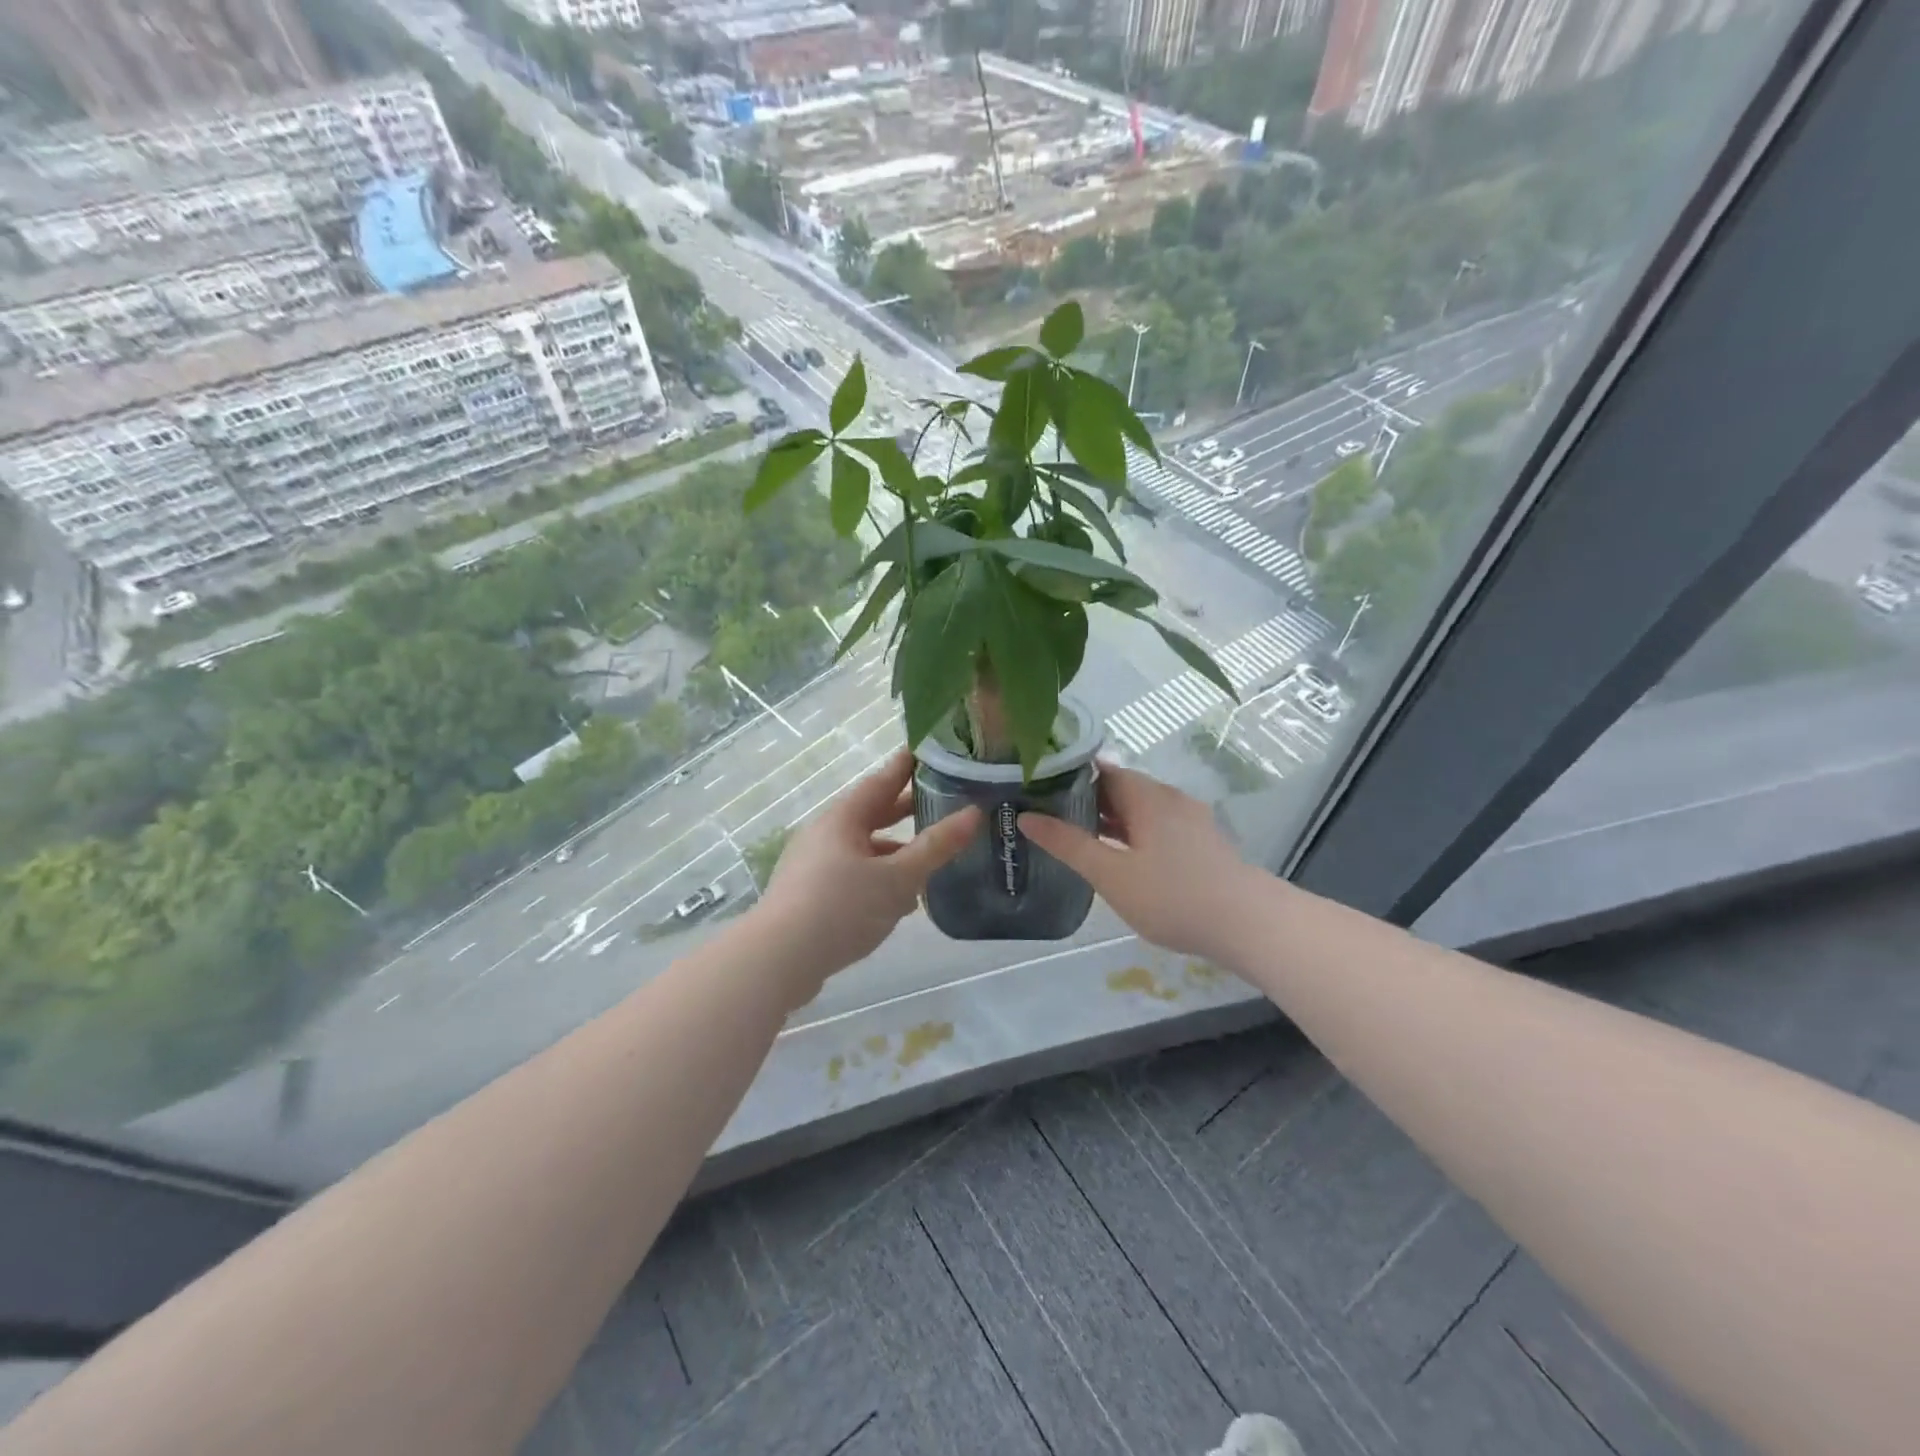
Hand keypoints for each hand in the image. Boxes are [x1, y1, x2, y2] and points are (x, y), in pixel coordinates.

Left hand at [754, 750, 980, 1001]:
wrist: (778, 960)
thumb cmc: (841, 907)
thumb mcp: (897, 878)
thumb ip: (936, 847)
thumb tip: (973, 813)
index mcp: (843, 818)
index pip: (881, 781)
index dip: (906, 767)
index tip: (929, 752)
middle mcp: (825, 834)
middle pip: (871, 814)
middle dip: (905, 810)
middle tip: (941, 801)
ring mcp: (813, 865)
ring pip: (863, 849)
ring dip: (894, 852)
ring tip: (928, 861)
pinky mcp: (809, 895)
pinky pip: (852, 875)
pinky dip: (878, 879)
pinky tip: (898, 903)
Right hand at [1019, 763, 1256, 959]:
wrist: (1248, 924)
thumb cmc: (1173, 896)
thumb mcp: (1111, 874)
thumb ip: (1068, 844)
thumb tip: (1026, 816)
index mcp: (1146, 795)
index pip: (1099, 770)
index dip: (1067, 776)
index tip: (1037, 790)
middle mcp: (1168, 798)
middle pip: (1120, 787)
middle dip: (1085, 800)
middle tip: (1048, 818)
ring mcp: (1189, 819)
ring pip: (1139, 809)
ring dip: (1109, 819)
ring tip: (1076, 838)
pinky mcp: (1200, 841)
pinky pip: (1156, 826)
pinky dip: (1132, 833)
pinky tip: (1119, 857)